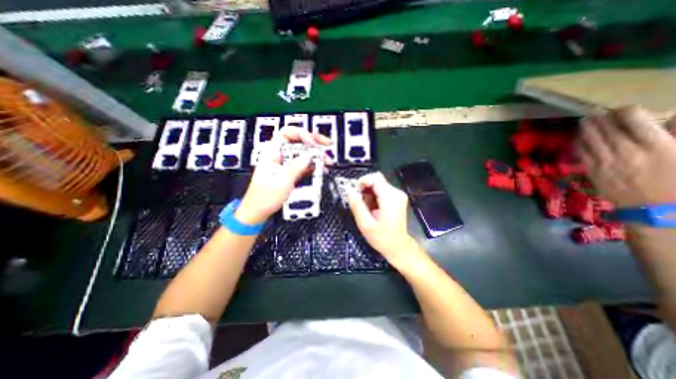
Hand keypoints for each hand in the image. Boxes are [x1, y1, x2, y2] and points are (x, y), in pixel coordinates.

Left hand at [236, 126, 331, 224]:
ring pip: (303, 154)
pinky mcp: (291, 173)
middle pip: (298, 142)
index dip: (302, 134)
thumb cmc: (264, 197)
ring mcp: (286, 164)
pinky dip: (313, 166)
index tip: (313, 144)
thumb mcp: (282, 181)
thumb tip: (310, 155)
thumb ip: (296, 167)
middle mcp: (280, 156)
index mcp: (272, 152)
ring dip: (316, 156)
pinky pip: (304, 165)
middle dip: (314, 144)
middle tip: (327, 146)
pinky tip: (321, 169)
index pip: (287, 133)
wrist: (259, 211)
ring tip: (327, 161)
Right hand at [345, 172, 423, 265]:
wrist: (398, 247)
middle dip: (364, 189)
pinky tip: (372, 208)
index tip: (355, 193)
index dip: (362, 181)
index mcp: (390, 198)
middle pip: (377, 180)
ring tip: (366, 208)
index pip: (375, 178)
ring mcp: (398, 195)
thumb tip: (348, 190)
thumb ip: (357, 205)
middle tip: (359, 203)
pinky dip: (374, 196)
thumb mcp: (365, 224)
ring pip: (378, 185)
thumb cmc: (382, 238)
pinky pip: (382, 190)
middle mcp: (396, 193)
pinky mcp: (397, 198)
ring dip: (368, 193)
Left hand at [578, 104, 675, 207]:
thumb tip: (669, 118)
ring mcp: (606, 163)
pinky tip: (578, 139)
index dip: (625, 111)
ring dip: (586, 129)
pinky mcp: (593, 172)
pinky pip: (582, 155)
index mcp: (657, 145)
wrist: (660, 210)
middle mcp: (626, 152)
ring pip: (590, 141)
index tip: (622, 109)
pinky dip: (579, 145)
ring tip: (584, 121)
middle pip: (607, 130)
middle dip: (600, 119)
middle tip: (594, 112)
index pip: (633, 120)